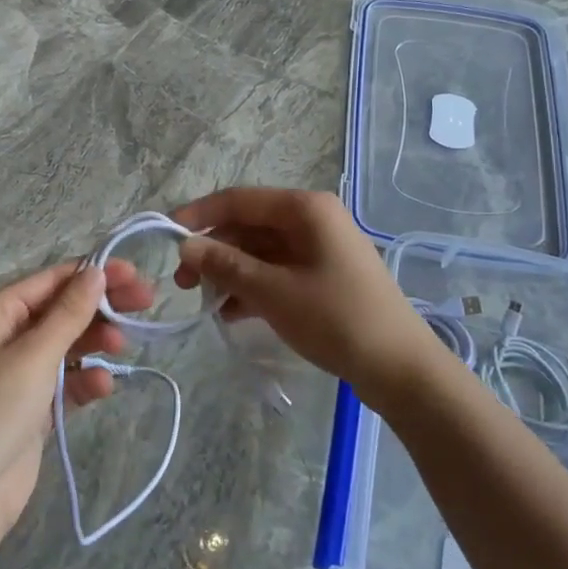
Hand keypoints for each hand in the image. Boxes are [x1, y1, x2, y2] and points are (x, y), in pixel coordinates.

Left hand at [0, 259, 151, 540]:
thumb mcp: (35, 355)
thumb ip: (70, 312)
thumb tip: (96, 271)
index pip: (52, 280)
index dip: (94, 274)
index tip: (135, 274)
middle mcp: (6, 336)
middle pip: (63, 310)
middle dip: (102, 307)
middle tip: (146, 302)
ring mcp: (20, 373)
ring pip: (68, 345)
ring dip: (96, 343)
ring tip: (123, 348)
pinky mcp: (33, 407)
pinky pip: (66, 382)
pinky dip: (86, 381)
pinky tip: (104, 387)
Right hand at [173, 188, 442, 407]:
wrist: (400, 368)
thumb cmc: (336, 319)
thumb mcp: (273, 291)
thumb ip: (226, 265)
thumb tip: (185, 247)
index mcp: (305, 209)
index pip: (239, 200)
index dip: (199, 215)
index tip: (166, 236)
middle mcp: (313, 219)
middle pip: (249, 226)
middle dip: (214, 251)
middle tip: (183, 284)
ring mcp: (320, 249)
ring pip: (261, 251)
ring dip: (231, 273)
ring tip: (205, 304)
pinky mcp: (324, 276)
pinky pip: (278, 272)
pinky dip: (253, 288)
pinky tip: (231, 315)